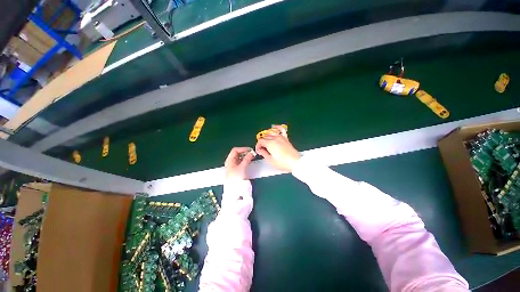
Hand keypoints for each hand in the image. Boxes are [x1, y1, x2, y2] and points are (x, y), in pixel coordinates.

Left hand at [224, 147, 255, 179]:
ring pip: (239, 158)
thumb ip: (247, 159)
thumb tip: (252, 152)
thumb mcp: (242, 167)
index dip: (243, 149)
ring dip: (245, 156)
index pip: (235, 150)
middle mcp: (231, 162)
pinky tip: (249, 161)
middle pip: (237, 153)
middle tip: (252, 153)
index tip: (250, 150)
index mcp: (229, 160)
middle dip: (244, 152)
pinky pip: (241, 162)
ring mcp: (233, 166)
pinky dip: (245, 160)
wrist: (234, 190)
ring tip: (252, 157)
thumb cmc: (236, 177)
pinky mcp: (237, 169)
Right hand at [255, 125, 299, 171]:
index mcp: (270, 143)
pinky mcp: (285, 138)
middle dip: (261, 142)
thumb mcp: (270, 160)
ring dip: (266, 136)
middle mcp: (275, 138)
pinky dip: (277, 127)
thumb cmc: (282, 163)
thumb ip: (263, 153)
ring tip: (265, 141)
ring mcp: (281, 137)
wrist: (295, 162)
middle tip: (262, 149)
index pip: (260, 141)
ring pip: (271, 133)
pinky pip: (281, 129)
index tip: (258, 151)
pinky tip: (274, 127)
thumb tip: (260, 150)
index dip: (258, 146)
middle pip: (265, 137)